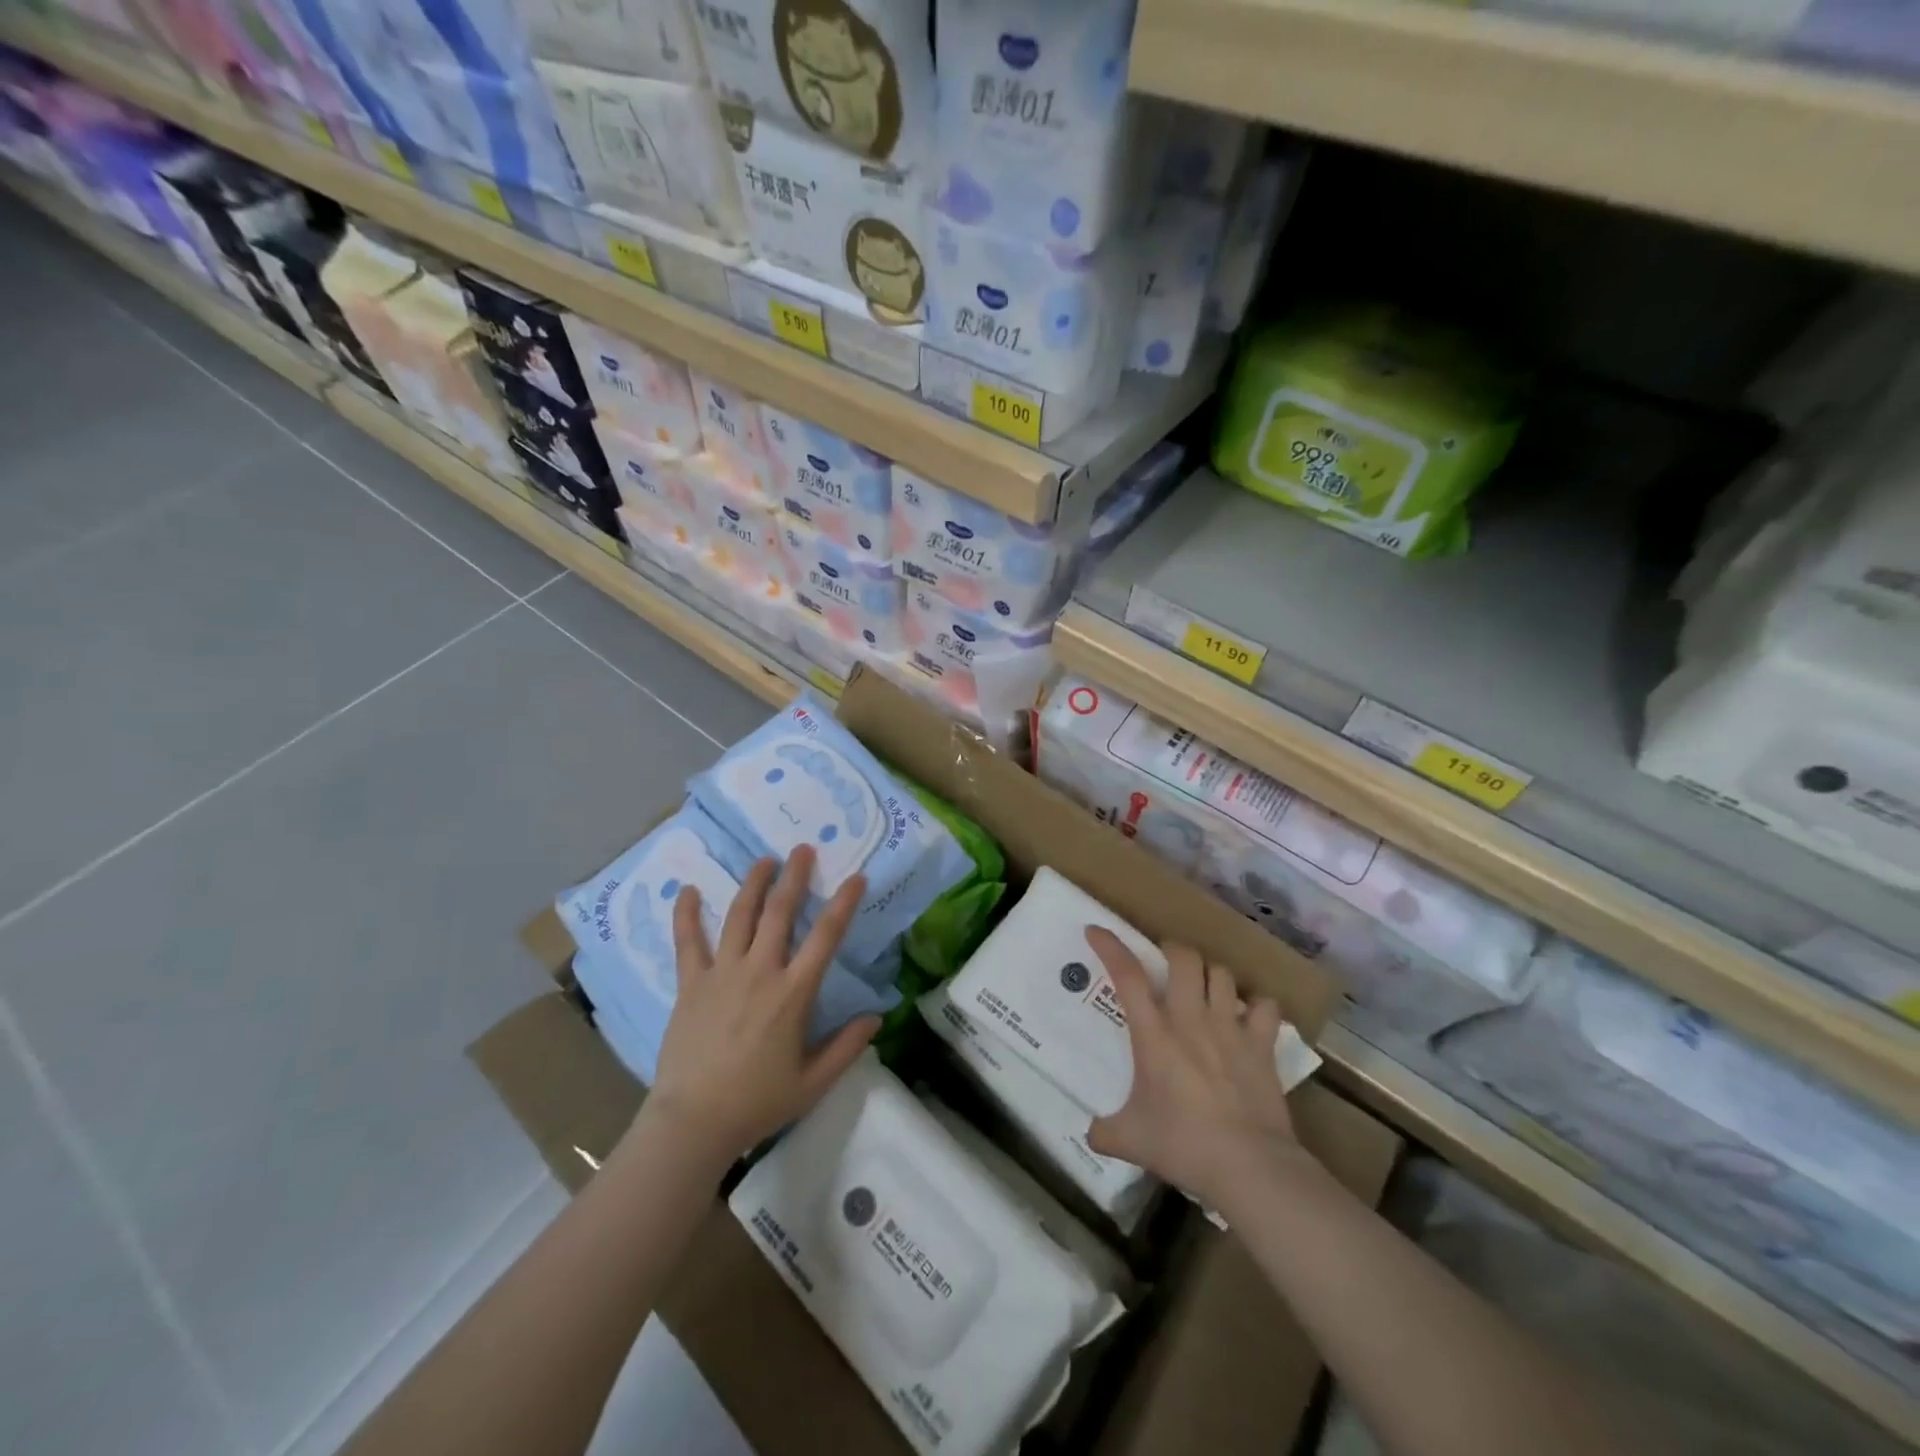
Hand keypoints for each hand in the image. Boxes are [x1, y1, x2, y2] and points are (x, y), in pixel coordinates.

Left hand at [644, 846, 878, 1159]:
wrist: (694, 1122)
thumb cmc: (758, 1102)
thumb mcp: (813, 1082)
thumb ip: (847, 1046)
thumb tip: (877, 1017)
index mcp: (793, 993)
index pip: (826, 937)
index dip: (844, 903)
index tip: (856, 877)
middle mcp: (760, 972)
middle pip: (780, 913)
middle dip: (794, 877)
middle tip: (803, 849)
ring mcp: (722, 974)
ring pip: (740, 917)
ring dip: (753, 884)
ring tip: (764, 860)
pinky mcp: (691, 984)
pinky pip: (688, 943)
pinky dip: (687, 915)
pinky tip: (688, 890)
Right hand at [1085, 927, 1303, 1210]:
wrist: (1249, 1165)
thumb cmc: (1183, 1145)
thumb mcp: (1131, 1140)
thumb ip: (1105, 1131)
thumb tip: (1091, 1134)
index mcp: (1154, 1034)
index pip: (1127, 975)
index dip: (1110, 946)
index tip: (1096, 931)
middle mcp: (1191, 1019)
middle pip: (1183, 958)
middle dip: (1172, 950)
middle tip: (1165, 961)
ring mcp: (1230, 1028)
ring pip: (1221, 974)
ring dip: (1210, 974)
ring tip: (1204, 986)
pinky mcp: (1262, 1044)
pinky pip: (1264, 1005)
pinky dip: (1256, 1005)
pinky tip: (1249, 1015)